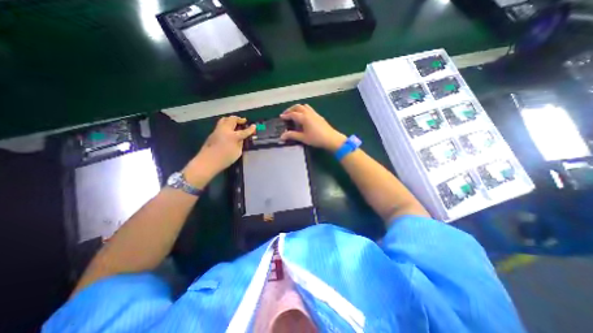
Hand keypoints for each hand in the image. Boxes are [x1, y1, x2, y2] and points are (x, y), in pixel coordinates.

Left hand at [184, 115, 252, 186]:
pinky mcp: (212, 133)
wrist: (207, 162)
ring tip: (235, 122)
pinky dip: (226, 124)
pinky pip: (220, 125)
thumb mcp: (237, 152)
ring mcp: (217, 130)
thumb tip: (241, 139)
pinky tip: (228, 129)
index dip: (250, 129)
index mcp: (233, 136)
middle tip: (243, 121)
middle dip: (239, 119)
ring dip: (231, 119)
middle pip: (232, 120)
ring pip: (224, 120)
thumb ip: (240, 144)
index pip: (244, 131)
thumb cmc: (225, 159)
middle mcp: (225, 130)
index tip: (254, 126)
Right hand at [280, 104, 344, 151]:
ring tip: (294, 114)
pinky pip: (309, 109)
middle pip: (298, 107)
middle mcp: (309, 113)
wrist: (331, 139)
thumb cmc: (316, 138)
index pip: (292, 114)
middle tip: (286, 114)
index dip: (286, 115)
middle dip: (291, 109)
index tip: (281, 117)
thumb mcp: (303, 138)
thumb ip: (292, 135)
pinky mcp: (319, 116)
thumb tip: (282, 136)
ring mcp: (315, 114)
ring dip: (298, 108)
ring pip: (304, 106)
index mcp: (304, 117)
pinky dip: (304, 110)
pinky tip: (304, 117)